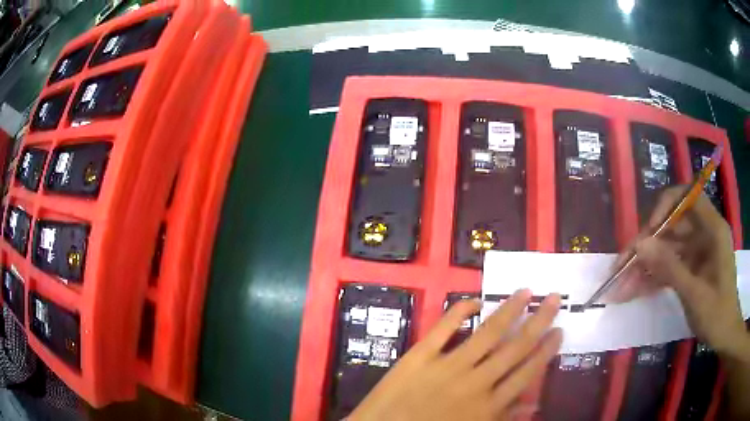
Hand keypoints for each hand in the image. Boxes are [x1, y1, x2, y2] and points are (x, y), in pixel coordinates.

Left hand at [349, 290, 561, 420]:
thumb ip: (503, 418)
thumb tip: (534, 404)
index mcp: (488, 406)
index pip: (527, 373)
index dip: (546, 351)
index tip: (560, 330)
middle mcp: (475, 382)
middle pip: (515, 347)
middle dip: (538, 321)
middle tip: (553, 298)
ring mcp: (447, 366)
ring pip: (487, 333)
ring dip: (508, 310)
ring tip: (525, 291)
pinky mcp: (419, 356)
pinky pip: (443, 328)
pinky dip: (459, 311)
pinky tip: (474, 301)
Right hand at [609, 186, 747, 357]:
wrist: (724, 336)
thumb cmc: (717, 314)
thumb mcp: (694, 294)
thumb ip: (669, 268)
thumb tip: (640, 245)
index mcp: (713, 230)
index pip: (689, 198)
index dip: (667, 206)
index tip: (650, 230)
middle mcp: (705, 234)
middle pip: (673, 226)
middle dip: (648, 245)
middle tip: (623, 265)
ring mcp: (698, 252)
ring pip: (668, 248)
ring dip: (646, 265)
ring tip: (623, 284)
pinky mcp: (692, 268)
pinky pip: (670, 266)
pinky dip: (654, 277)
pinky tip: (635, 290)